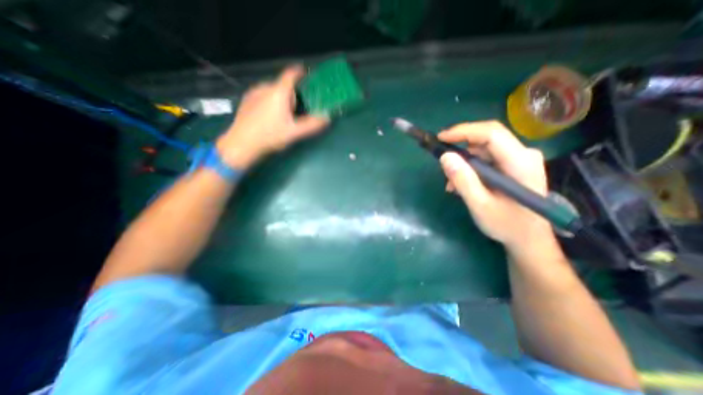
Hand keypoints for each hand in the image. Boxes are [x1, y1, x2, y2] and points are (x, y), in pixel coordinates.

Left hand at [216, 65, 331, 168]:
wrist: (241, 144)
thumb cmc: (270, 136)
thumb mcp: (294, 133)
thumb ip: (312, 125)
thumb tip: (327, 118)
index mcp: (278, 92)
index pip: (291, 74)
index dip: (301, 72)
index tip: (308, 77)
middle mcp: (265, 87)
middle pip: (284, 85)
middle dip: (293, 95)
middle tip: (298, 111)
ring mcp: (253, 92)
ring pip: (273, 91)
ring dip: (281, 99)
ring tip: (283, 116)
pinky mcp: (246, 100)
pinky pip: (263, 95)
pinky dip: (270, 101)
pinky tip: (269, 117)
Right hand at [438, 121, 555, 251]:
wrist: (529, 239)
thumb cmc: (507, 225)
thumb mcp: (480, 205)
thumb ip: (463, 180)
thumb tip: (445, 156)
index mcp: (520, 162)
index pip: (491, 133)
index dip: (463, 131)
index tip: (440, 138)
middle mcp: (524, 154)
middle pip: (488, 137)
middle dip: (461, 145)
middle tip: (442, 158)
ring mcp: (520, 159)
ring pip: (485, 148)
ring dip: (464, 161)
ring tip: (451, 183)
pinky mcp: (514, 166)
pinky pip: (487, 158)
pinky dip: (471, 168)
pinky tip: (462, 184)